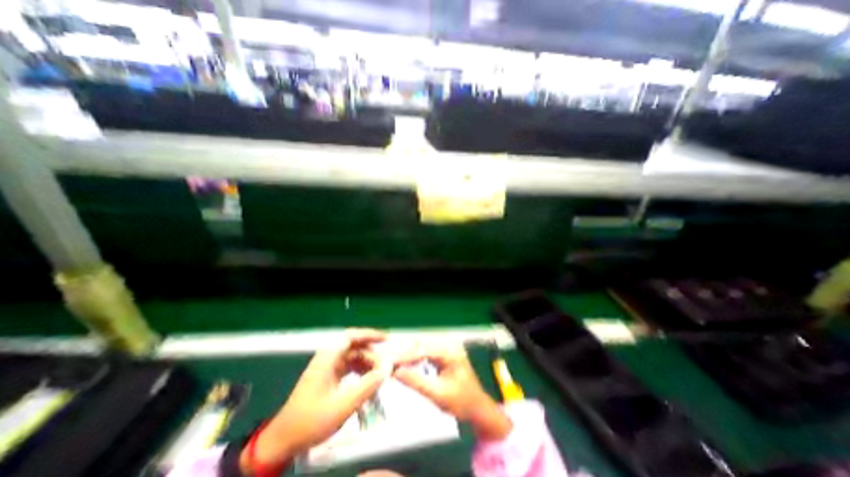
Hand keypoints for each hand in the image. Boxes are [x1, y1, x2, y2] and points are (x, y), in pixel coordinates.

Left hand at [240, 328, 393, 472]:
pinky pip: (349, 368)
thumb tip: (387, 369)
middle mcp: (328, 358)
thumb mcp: (343, 404)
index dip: (370, 334)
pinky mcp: (328, 377)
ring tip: (380, 376)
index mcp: (328, 358)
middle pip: (355, 347)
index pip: (352, 336)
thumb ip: (367, 385)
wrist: (283, 441)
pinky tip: (368, 381)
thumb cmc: (311, 421)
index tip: (386, 339)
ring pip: (353, 358)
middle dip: (372, 355)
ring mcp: (328, 368)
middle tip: (386, 367)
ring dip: (367, 364)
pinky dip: (360, 372)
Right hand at [394, 342, 510, 439]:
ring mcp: (448, 349)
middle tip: (390, 364)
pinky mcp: (446, 354)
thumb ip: (416, 382)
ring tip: (395, 364)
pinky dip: (416, 358)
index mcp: (450, 352)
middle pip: (422, 345)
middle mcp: (449, 346)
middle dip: (406, 354)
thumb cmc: (461, 402)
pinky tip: (407, 364)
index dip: (406, 356)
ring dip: (410, 355)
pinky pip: (427, 352)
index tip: (391, 363)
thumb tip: (396, 372)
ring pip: (424, 347)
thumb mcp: (438, 395)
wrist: (478, 408)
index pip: (424, 350)